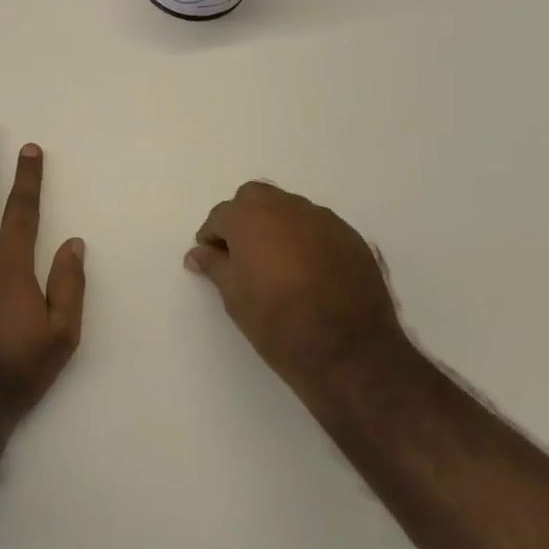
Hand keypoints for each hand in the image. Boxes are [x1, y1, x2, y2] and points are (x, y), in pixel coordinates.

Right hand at [185, 182, 413, 414]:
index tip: (213, 258)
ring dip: (276, 225)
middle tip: (243, 252)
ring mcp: (322, 219)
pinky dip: (306, 238)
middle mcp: (285, 208)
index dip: (212, 236)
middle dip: (244, 218)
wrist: (348, 350)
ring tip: (277, 262)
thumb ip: (214, 266)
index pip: (221, 215)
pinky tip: (309, 269)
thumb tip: (197, 253)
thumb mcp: (234, 297)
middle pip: (255, 198)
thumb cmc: (277, 323)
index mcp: (250, 218)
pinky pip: (318, 226)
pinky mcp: (350, 236)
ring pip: (289, 208)